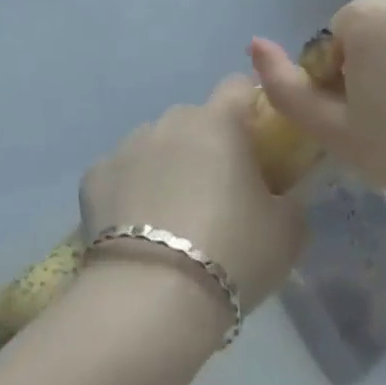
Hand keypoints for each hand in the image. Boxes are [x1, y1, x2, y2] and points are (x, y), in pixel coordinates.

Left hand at [79, 75, 304, 319]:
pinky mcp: (94, 176)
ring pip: (156, 145)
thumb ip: (291, 196)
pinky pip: (120, 174)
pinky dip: (129, 192)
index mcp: (220, 122)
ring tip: (172, 221)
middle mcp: (171, 121)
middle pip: (196, 120)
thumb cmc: (233, 254)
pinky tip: (136, 232)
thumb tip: (281, 190)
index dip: (250, 109)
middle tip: (218, 195)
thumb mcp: (289, 231)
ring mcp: (128, 145)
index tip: (257, 144)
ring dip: (167, 167)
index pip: (239, 86)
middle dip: (207, 146)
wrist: (153, 298)